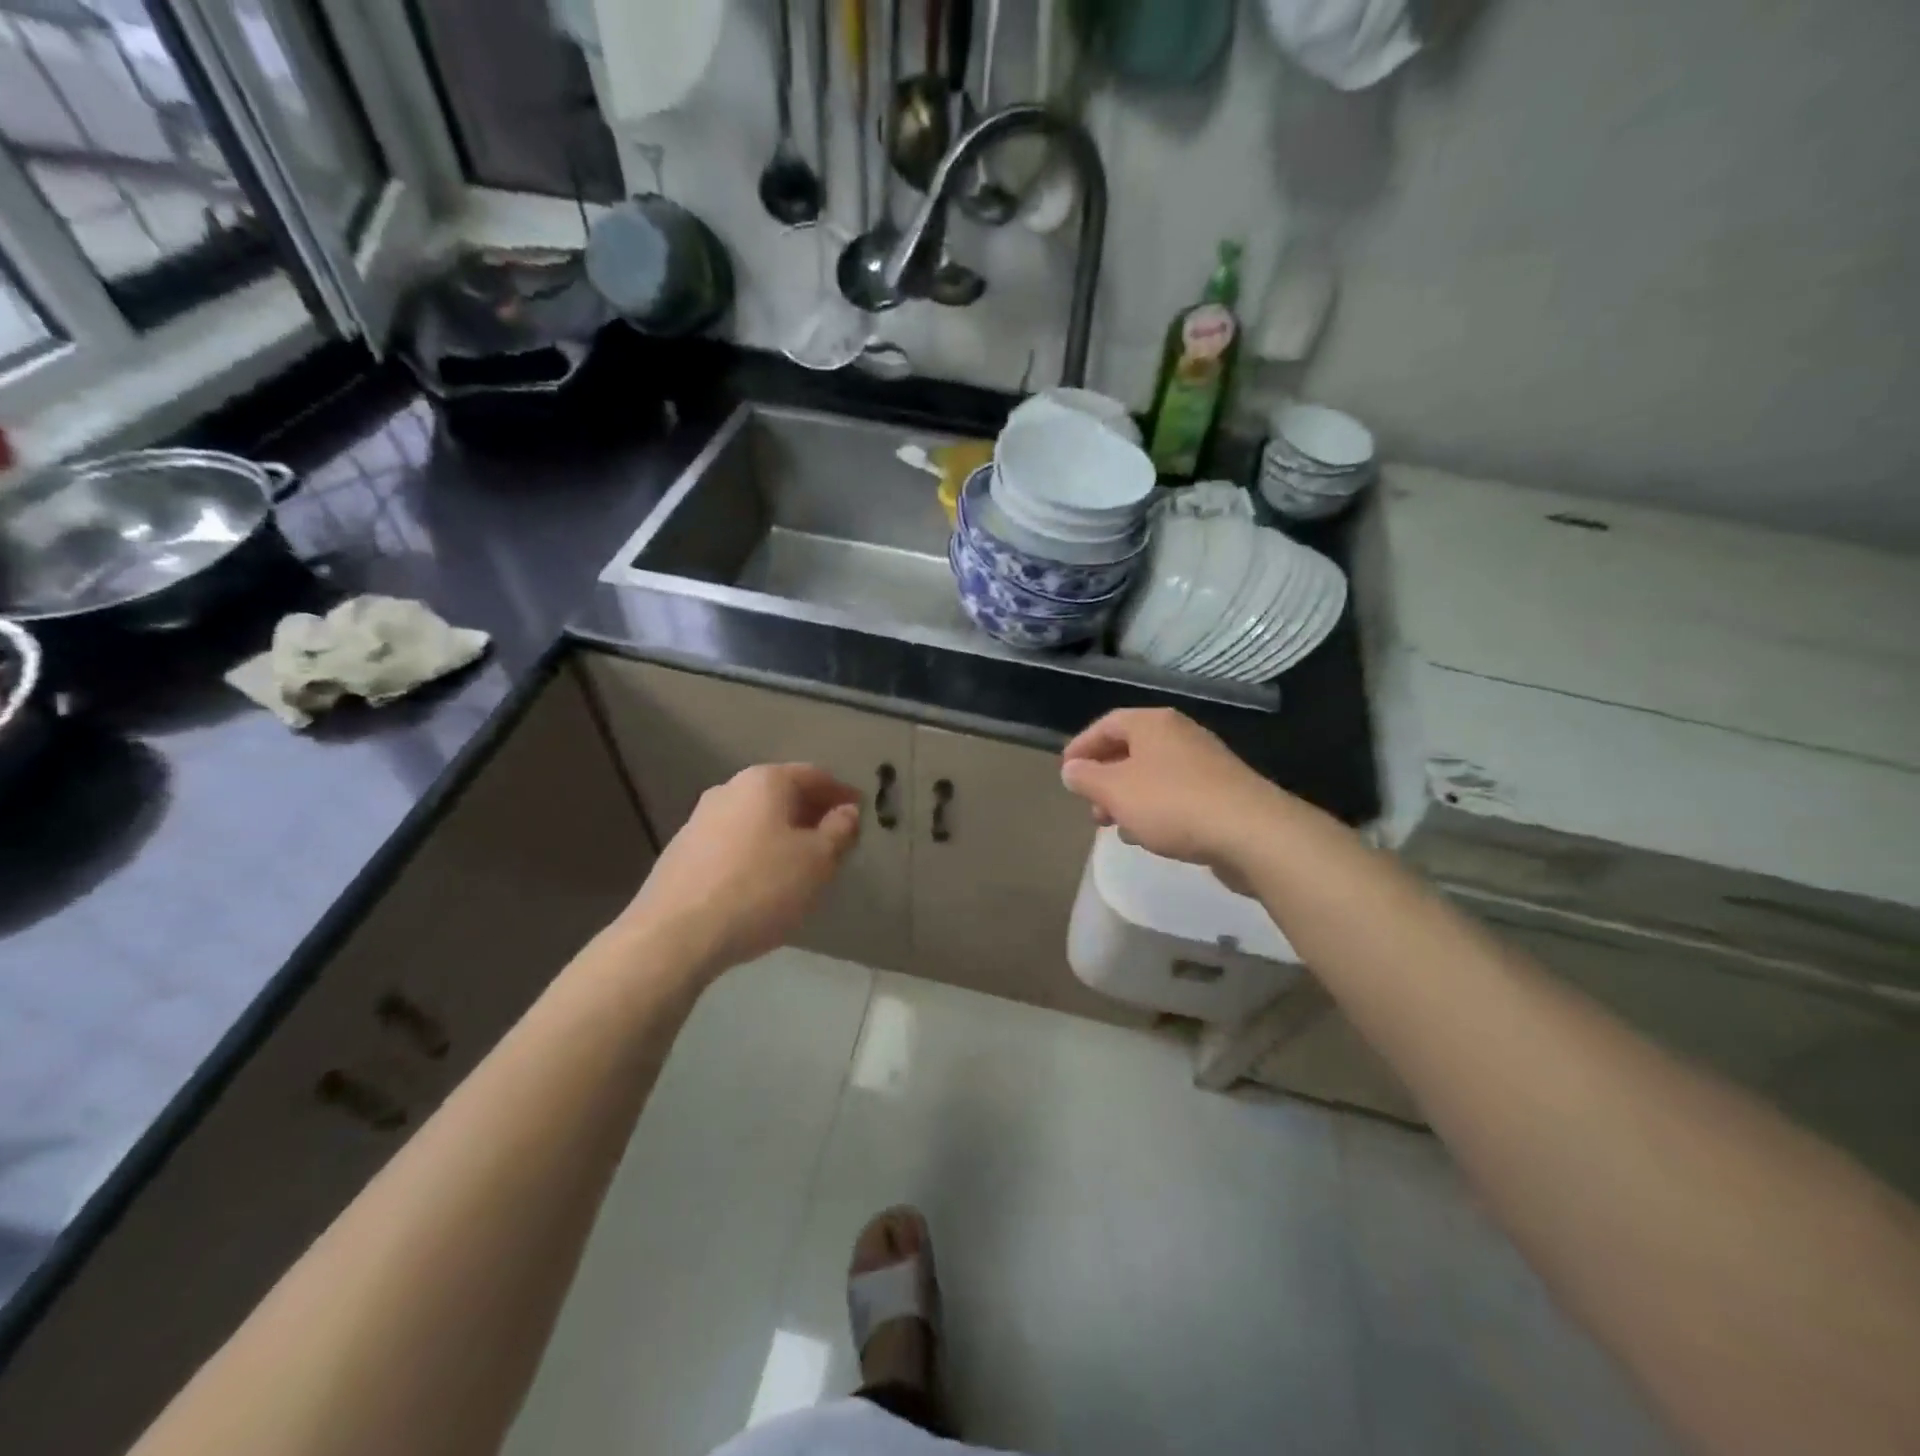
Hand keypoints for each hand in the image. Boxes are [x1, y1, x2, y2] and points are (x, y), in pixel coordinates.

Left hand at [621, 763, 861, 979]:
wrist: (675, 934)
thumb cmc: (760, 888)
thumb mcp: (818, 861)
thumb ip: (840, 831)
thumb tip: (847, 812)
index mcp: (765, 781)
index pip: (814, 775)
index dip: (842, 793)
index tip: (861, 812)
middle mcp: (729, 789)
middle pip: (782, 794)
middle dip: (812, 813)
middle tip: (835, 839)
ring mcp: (700, 820)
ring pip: (756, 818)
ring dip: (783, 833)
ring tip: (802, 864)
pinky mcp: (682, 852)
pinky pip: (734, 842)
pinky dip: (757, 851)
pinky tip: (764, 881)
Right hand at [1060, 709, 1286, 885]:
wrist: (1251, 832)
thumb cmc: (1171, 803)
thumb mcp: (1115, 791)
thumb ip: (1086, 778)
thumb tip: (1071, 769)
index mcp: (1153, 723)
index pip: (1107, 724)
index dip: (1082, 746)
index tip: (1066, 773)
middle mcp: (1180, 734)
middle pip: (1131, 750)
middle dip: (1105, 779)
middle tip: (1091, 807)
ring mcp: (1205, 763)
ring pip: (1153, 776)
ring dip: (1128, 798)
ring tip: (1116, 827)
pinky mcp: (1222, 792)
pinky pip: (1176, 795)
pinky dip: (1154, 810)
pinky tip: (1149, 837)